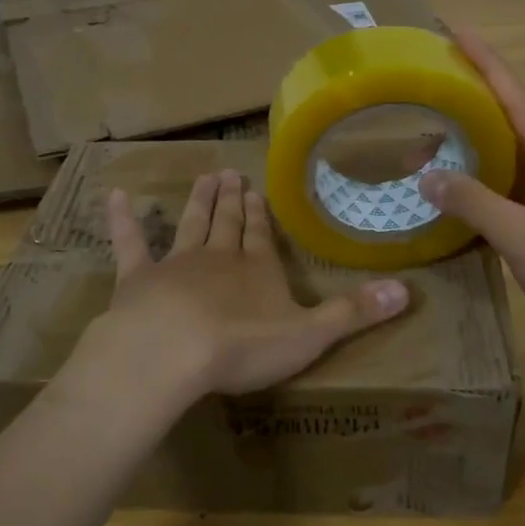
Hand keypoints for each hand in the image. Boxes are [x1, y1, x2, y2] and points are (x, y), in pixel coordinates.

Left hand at [79, 169, 409, 407]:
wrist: (171, 352)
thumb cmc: (242, 345)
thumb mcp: (310, 334)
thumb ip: (355, 313)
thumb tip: (409, 290)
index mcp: (257, 270)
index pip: (261, 236)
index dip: (259, 214)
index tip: (254, 189)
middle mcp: (218, 257)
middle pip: (226, 224)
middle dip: (230, 201)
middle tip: (227, 174)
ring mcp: (175, 264)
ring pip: (190, 225)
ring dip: (197, 202)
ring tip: (203, 177)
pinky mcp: (137, 279)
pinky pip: (130, 244)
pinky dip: (123, 220)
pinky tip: (115, 197)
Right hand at [418, 26, 524, 360]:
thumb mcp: (522, 237)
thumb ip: (474, 203)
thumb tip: (427, 175)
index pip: (517, 98)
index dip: (487, 63)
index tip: (458, 30)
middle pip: (512, 118)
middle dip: (476, 93)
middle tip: (434, 76)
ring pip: (510, 154)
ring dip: (476, 138)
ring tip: (435, 120)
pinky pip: (510, 185)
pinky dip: (482, 177)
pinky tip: (456, 182)